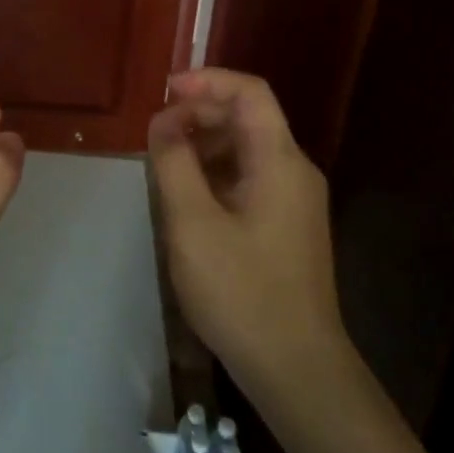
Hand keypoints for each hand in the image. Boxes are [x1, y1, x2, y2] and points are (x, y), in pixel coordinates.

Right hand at [150, 68, 350, 410]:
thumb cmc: (242, 292)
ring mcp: (294, 200)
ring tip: (164, 163)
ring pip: (246, 149)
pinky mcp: (287, 225)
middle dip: (200, 113)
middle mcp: (295, 171)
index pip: (250, 92)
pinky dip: (215, 172)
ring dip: (204, 144)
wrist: (297, 371)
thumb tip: (163, 122)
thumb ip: (174, 163)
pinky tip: (187, 196)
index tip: (165, 91)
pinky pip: (249, 177)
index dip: (207, 81)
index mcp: (280, 161)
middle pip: (248, 117)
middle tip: (156, 133)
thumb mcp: (192, 223)